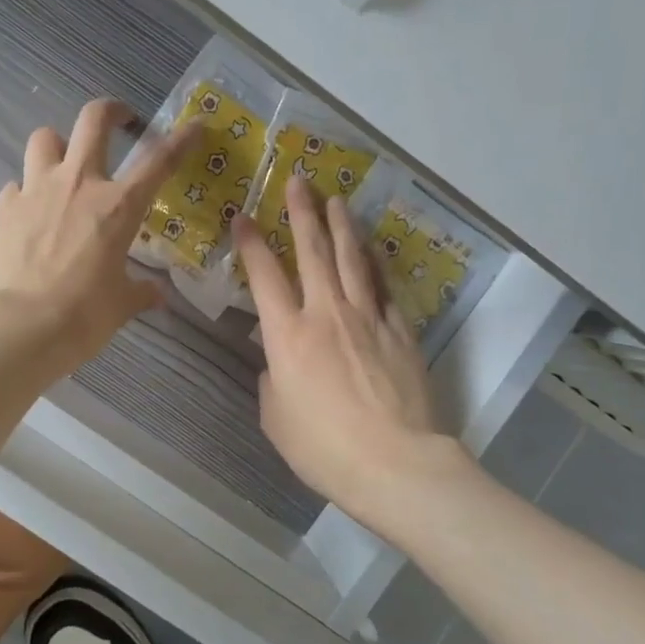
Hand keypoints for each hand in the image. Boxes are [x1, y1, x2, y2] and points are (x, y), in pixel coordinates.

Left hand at [0, 99, 197, 372]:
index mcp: (118, 207)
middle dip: (110, 111)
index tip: (194, 126)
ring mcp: (36, 190)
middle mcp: (78, 184)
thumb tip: (156, 295)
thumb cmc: (81, 317)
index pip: (159, 162)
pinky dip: (26, 192)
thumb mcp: (120, 305)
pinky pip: (16, 183)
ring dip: (57, 145)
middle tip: (118, 120)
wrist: (18, 328)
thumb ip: (140, 293)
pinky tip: (29, 214)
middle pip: (93, 120)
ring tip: (62, 166)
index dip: (180, 140)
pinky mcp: (4, 207)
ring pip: (44, 137)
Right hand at [234, 177, 450, 513]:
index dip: (251, 244)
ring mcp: (369, 318)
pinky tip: (374, 250)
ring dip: (342, 226)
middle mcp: (327, 314)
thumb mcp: (277, 419)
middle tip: (298, 180)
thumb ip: (273, 381)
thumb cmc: (324, 448)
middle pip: (312, 252)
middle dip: (302, 213)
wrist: (395, 463)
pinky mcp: (401, 331)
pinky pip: (386, 287)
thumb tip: (278, 363)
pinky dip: (377, 264)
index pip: (264, 277)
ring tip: (337, 199)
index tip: (243, 217)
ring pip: (353, 260)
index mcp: (288, 336)